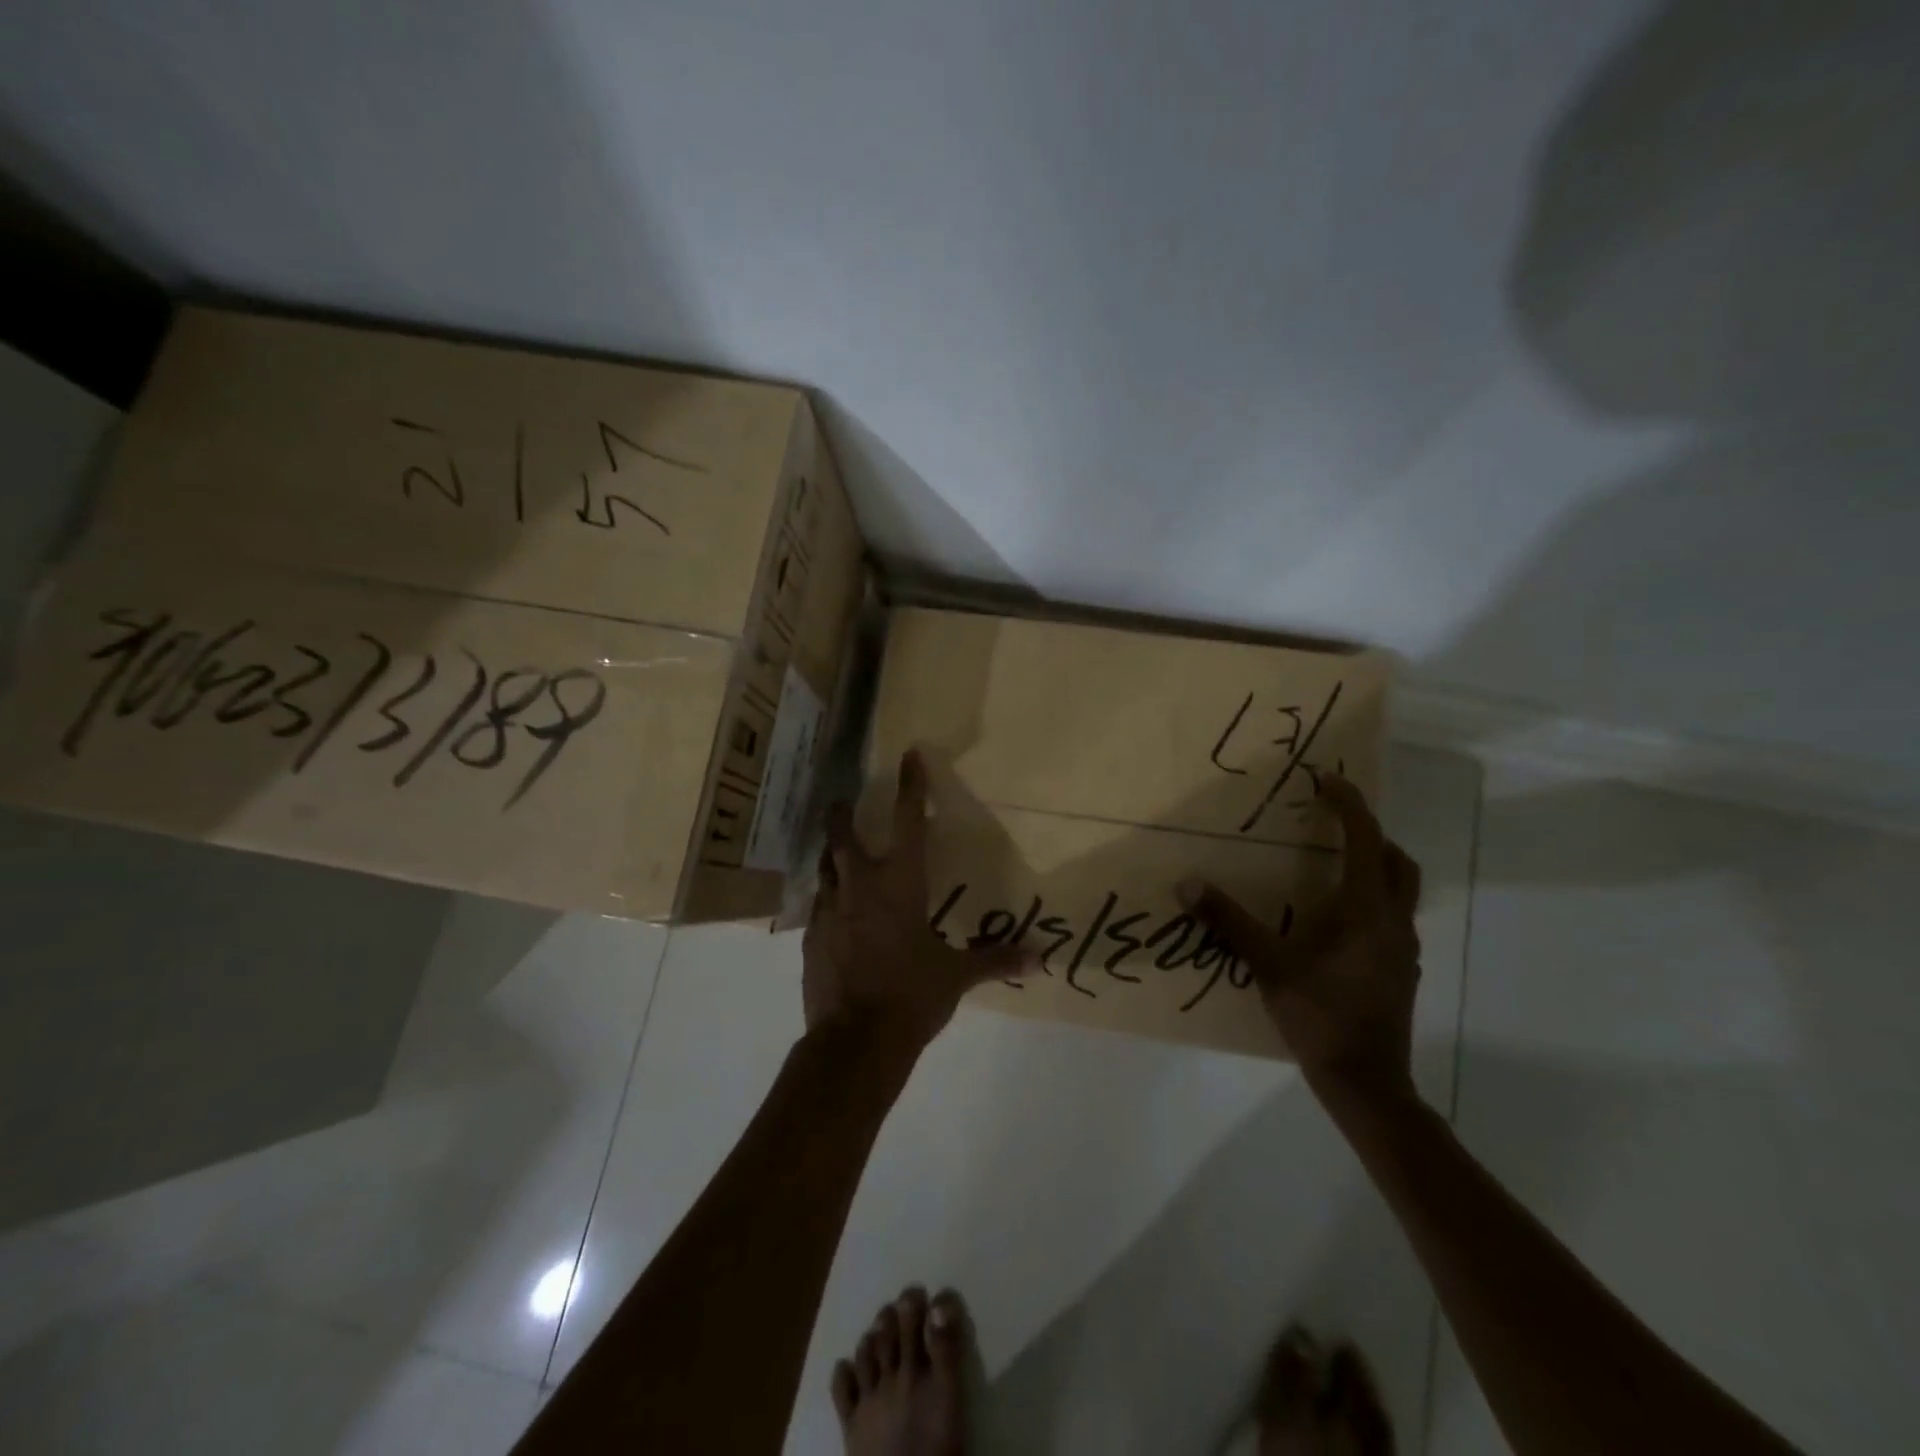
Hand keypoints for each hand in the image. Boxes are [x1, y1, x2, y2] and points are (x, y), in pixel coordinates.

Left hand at [803, 750, 1030, 1048]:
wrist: (855, 1041)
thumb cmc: (912, 996)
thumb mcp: (957, 976)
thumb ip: (996, 959)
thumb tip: (1042, 958)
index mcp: (900, 885)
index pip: (909, 823)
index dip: (911, 786)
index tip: (909, 754)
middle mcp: (860, 887)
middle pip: (842, 836)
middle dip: (841, 814)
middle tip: (839, 801)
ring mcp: (830, 912)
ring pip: (824, 868)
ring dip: (830, 855)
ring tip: (834, 851)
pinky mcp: (811, 939)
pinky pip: (818, 907)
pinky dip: (827, 899)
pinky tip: (833, 911)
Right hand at [1186, 775, 1421, 1104]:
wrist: (1366, 1080)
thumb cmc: (1319, 1013)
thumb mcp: (1268, 963)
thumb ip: (1229, 921)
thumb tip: (1187, 885)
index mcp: (1365, 909)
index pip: (1365, 838)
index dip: (1347, 803)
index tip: (1323, 780)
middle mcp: (1393, 921)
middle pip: (1396, 859)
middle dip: (1369, 832)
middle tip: (1331, 825)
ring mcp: (1403, 948)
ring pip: (1400, 889)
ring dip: (1373, 866)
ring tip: (1329, 867)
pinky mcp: (1400, 970)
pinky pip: (1391, 917)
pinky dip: (1370, 900)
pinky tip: (1334, 921)